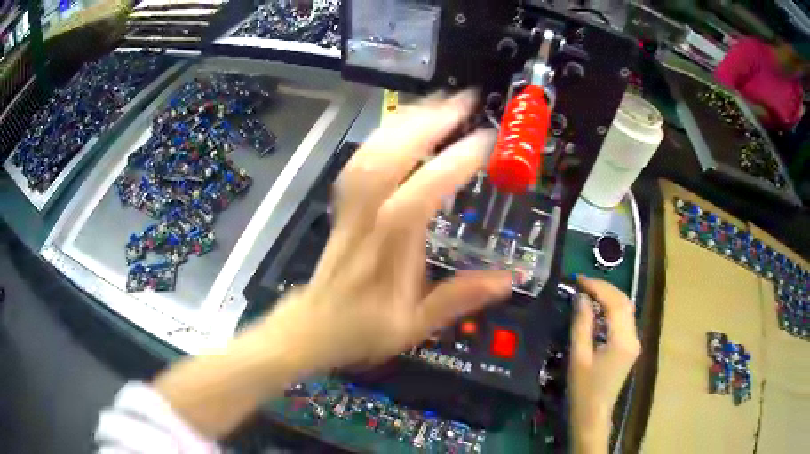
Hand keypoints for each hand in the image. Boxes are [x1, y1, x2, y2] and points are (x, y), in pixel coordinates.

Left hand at [153, 93, 511, 438]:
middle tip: (462, 101)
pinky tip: (401, 125)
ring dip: (404, 121)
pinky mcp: (343, 205)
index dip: (451, 166)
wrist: (312, 327)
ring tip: (437, 102)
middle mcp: (365, 222)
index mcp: (387, 254)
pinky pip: (359, 162)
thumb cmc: (362, 330)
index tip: (485, 141)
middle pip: (387, 160)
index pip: (417, 199)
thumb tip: (508, 278)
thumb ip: (460, 298)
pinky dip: (381, 136)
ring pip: (370, 154)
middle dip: (426, 123)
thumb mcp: (416, 325)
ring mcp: (349, 209)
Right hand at [569, 275, 640, 453]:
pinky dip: (611, 309)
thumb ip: (581, 325)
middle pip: (624, 302)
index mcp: (623, 340)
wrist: (593, 414)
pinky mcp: (630, 347)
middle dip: (604, 288)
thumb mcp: (579, 357)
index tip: (579, 279)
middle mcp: (634, 337)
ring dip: (609, 297)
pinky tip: (597, 309)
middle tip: (582, 283)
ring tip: (588, 292)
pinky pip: (623, 320)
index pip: (615, 303)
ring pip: (626, 309)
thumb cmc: (583, 390)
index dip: (598, 287)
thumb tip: (581, 297)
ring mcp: (634, 342)